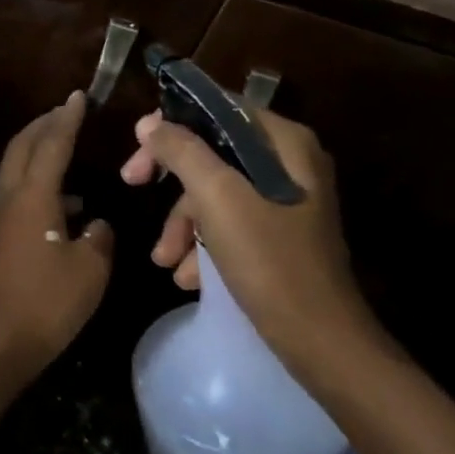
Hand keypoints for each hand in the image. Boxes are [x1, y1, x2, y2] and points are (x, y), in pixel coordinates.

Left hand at [0, 91, 114, 389]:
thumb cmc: (44, 303)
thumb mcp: (89, 272)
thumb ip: (98, 240)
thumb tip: (95, 224)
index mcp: (33, 196)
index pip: (52, 144)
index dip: (66, 118)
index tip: (77, 96)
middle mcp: (10, 199)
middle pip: (22, 147)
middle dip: (43, 124)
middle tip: (64, 111)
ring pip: (16, 172)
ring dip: (38, 155)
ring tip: (66, 156)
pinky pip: (16, 198)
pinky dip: (37, 188)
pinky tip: (62, 212)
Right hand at [119, 108, 381, 382]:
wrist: (322, 344)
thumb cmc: (270, 261)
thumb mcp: (217, 198)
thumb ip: (183, 152)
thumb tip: (151, 124)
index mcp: (285, 143)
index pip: (219, 109)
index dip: (174, 120)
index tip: (138, 143)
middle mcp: (290, 164)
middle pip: (213, 150)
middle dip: (171, 178)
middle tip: (131, 183)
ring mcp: (286, 201)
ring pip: (217, 190)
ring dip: (183, 222)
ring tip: (163, 258)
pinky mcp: (279, 235)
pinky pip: (231, 222)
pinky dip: (204, 244)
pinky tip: (187, 276)